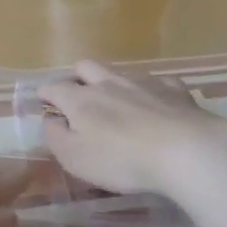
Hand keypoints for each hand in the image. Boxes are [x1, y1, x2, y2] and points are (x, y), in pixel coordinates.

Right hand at [37, 61, 226, 194]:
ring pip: (120, 72)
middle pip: (86, 67)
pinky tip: (156, 104)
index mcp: (80, 100)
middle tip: (78, 97)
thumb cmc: (121, 159)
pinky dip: (150, 91)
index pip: (53, 88)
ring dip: (112, 82)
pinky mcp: (174, 90)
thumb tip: (50, 120)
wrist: (185, 151)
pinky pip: (157, 82)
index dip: (45, 94)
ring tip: (116, 101)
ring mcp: (143, 83)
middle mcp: (108, 83)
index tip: (42, 100)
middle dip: (77, 77)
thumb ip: (56, 137)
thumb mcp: (75, 158)